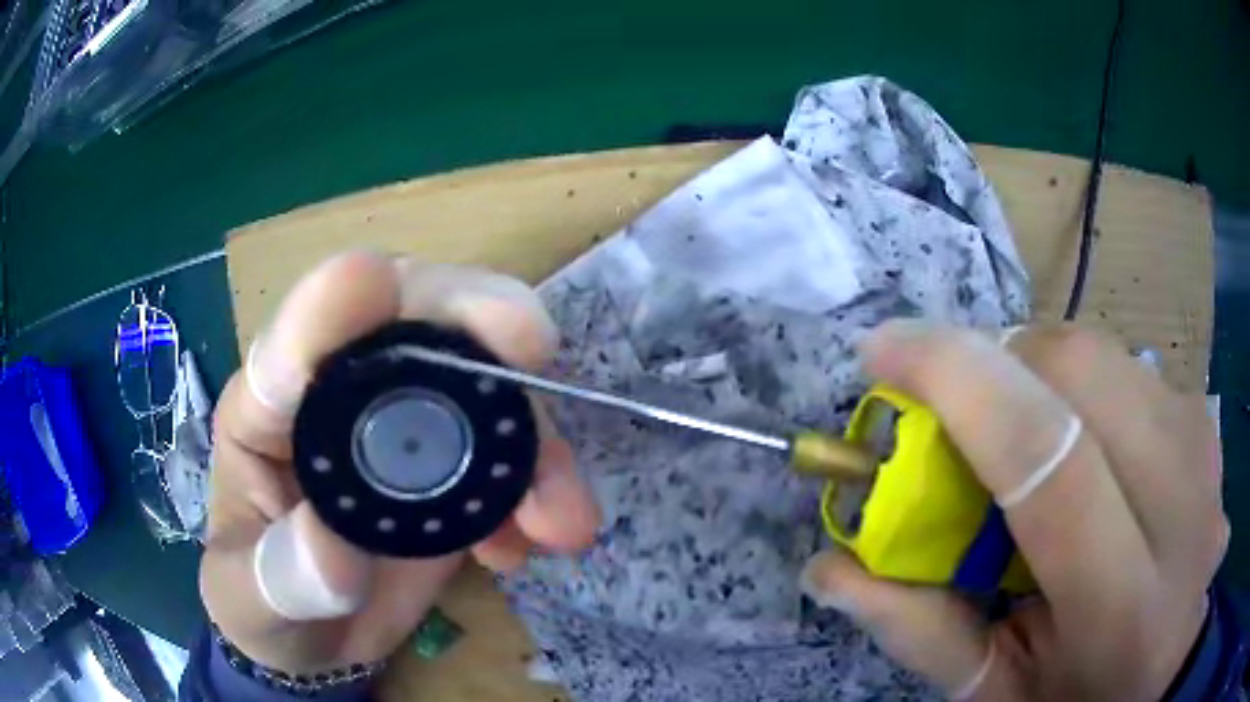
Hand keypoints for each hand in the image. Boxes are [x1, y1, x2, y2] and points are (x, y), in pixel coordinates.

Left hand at [200, 252, 599, 673]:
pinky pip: (506, 449)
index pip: (290, 345)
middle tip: (531, 344)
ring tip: (561, 518)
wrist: (316, 632)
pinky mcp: (450, 465)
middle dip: (471, 316)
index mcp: (265, 412)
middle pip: (406, 317)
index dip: (328, 308)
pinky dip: (536, 486)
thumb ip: (281, 578)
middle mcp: (338, 396)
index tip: (372, 280)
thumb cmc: (263, 602)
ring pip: (478, 379)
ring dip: (532, 434)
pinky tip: (526, 547)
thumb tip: (337, 553)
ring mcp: (402, 425)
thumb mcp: (251, 601)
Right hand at [802, 321, 1226, 699]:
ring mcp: (1203, 452)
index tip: (883, 350)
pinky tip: (1078, 440)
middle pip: (1080, 372)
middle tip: (951, 407)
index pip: (1047, 458)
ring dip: (1033, 371)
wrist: (1166, 667)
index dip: (959, 380)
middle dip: (994, 363)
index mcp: (1123, 608)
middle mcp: (1182, 510)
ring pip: (1101, 353)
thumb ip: (919, 630)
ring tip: (1014, 431)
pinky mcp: (1205, 423)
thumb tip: (829, 565)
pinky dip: (1077, 383)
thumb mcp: (994, 693)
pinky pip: (1126, 366)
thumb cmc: (1080, 698)